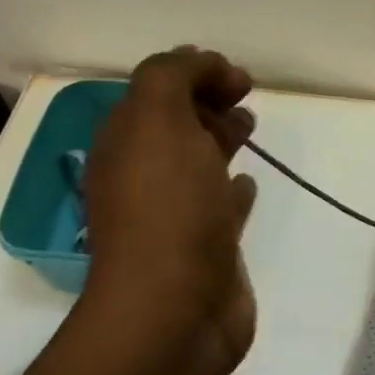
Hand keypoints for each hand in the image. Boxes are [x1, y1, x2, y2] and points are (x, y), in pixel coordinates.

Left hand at [75, 47, 258, 374]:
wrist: (175, 309)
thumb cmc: (167, 209)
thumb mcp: (157, 121)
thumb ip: (170, 78)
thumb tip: (202, 65)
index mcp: (125, 144)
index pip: (155, 91)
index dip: (193, 72)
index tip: (236, 77)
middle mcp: (144, 176)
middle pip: (176, 124)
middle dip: (206, 101)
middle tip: (243, 94)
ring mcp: (176, 215)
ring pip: (198, 162)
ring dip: (220, 138)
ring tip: (249, 126)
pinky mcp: (207, 248)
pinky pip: (221, 206)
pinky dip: (234, 188)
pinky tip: (249, 183)